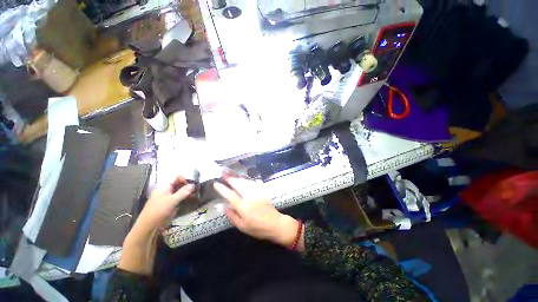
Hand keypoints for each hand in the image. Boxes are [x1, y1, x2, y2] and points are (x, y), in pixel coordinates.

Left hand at [137, 175, 194, 231]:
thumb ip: (183, 192)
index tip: (192, 185)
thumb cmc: (159, 211)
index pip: (176, 178)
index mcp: (164, 187)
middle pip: (179, 185)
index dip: (185, 179)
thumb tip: (193, 184)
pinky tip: (190, 202)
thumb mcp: (172, 200)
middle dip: (187, 187)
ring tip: (195, 197)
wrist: (148, 227)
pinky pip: (178, 200)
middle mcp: (166, 191)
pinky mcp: (169, 206)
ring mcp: (167, 199)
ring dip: (187, 194)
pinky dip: (184, 200)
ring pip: (179, 193)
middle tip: (196, 191)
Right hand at [213, 177, 300, 247]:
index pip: (230, 195)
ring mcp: (257, 193)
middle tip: (224, 174)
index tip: (216, 184)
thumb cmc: (257, 228)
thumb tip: (224, 207)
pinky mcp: (262, 192)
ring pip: (245, 182)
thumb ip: (232, 216)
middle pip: (238, 185)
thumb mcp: (242, 226)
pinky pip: (252, 184)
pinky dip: (246, 181)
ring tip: (232, 176)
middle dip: (230, 179)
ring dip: (238, 179)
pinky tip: (244, 180)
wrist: (275, 224)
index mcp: (243, 207)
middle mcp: (249, 197)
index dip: (222, 189)